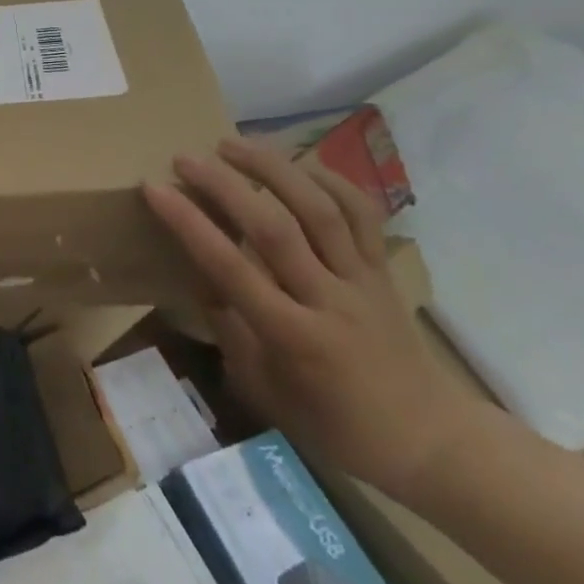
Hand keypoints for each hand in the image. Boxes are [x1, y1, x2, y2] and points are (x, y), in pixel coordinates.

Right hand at [143, 135, 491, 499]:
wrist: (429, 440)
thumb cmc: (336, 427)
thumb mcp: (266, 391)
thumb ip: (231, 330)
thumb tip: (201, 277)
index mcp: (293, 337)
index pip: (231, 268)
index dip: (189, 224)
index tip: (155, 189)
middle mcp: (327, 299)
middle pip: (275, 228)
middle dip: (225, 185)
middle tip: (187, 158)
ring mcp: (361, 279)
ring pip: (319, 209)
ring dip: (273, 168)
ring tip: (234, 143)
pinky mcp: (384, 269)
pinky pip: (362, 213)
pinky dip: (331, 180)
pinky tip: (299, 163)